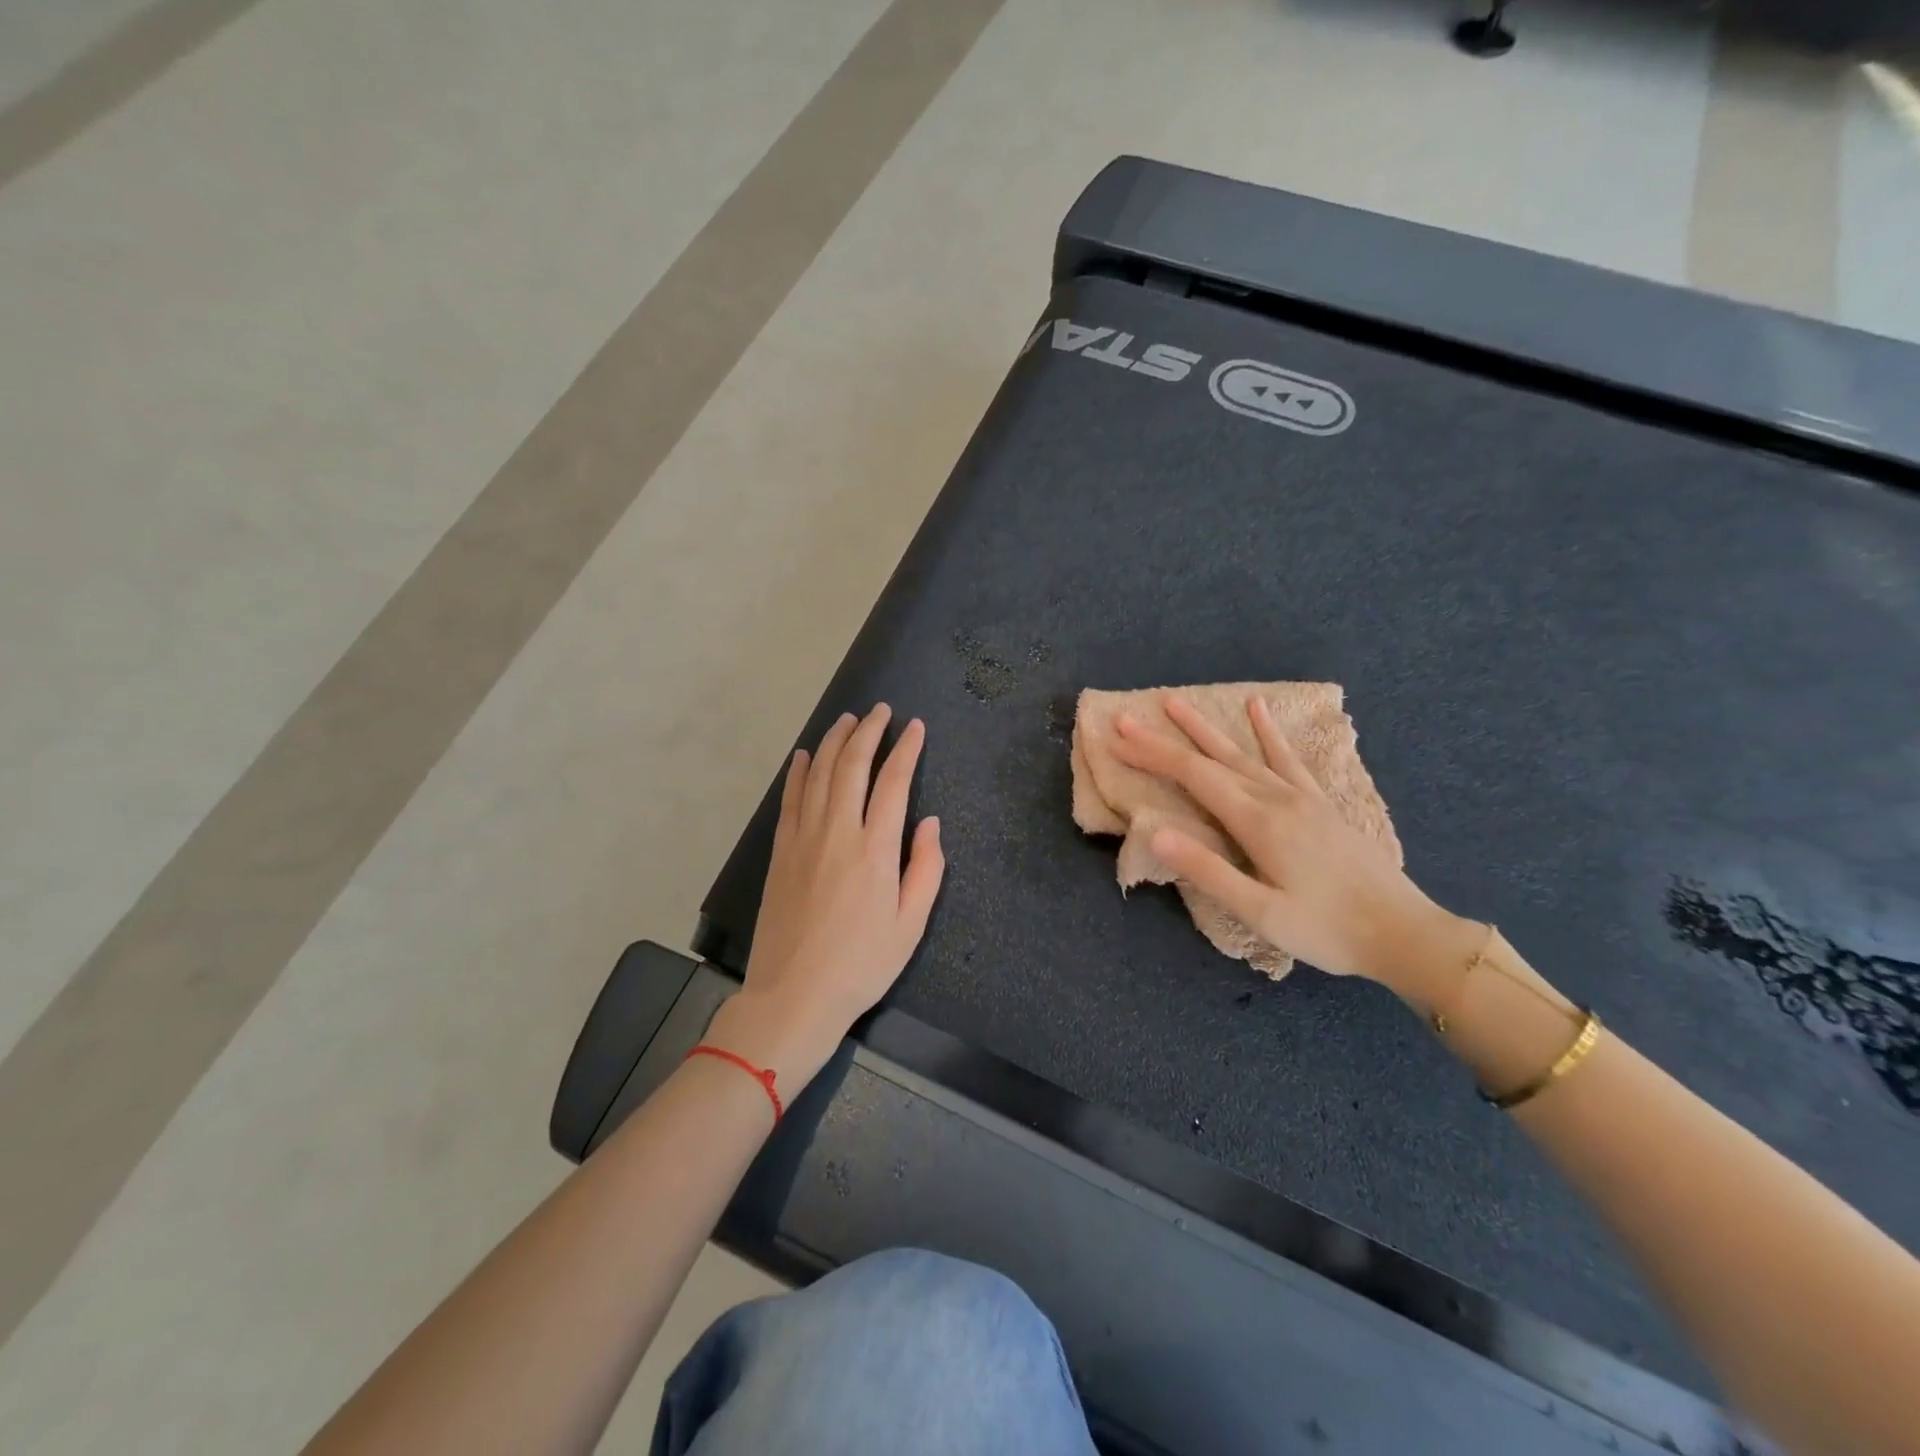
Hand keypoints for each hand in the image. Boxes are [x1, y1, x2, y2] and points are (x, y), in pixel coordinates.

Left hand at [706, 704, 944, 1091]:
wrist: (794, 995)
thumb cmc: (861, 964)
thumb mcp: (911, 925)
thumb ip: (925, 869)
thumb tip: (929, 822)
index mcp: (875, 850)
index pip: (893, 782)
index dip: (906, 749)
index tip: (915, 726)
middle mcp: (837, 832)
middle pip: (851, 766)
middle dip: (868, 732)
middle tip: (881, 712)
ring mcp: (803, 838)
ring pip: (817, 774)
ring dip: (833, 741)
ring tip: (847, 720)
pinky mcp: (780, 851)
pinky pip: (789, 799)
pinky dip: (797, 771)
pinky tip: (802, 754)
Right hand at [1111, 694, 1479, 999]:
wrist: (1403, 932)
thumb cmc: (1327, 930)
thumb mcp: (1260, 912)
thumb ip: (1207, 871)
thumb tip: (1154, 832)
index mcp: (1257, 821)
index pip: (1193, 777)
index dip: (1152, 755)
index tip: (1117, 737)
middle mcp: (1275, 797)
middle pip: (1210, 759)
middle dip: (1165, 740)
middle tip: (1128, 718)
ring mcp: (1300, 796)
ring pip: (1243, 752)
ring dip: (1206, 727)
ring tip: (1177, 703)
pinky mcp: (1319, 803)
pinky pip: (1287, 758)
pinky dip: (1269, 732)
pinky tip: (1258, 708)